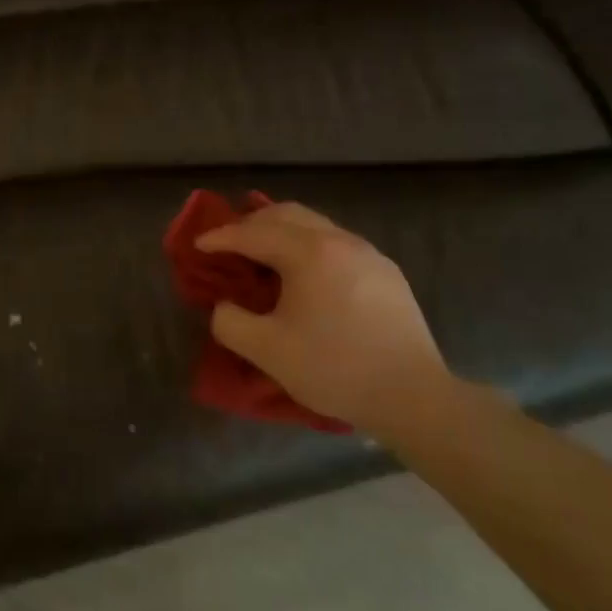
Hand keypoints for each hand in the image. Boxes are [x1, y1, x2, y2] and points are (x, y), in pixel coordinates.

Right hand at [196, 202, 452, 433]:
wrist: (413, 396)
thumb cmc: (334, 368)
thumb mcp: (266, 350)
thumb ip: (230, 322)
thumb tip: (225, 306)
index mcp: (309, 253)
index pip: (253, 234)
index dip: (221, 238)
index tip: (198, 245)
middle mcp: (340, 241)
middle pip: (287, 215)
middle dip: (252, 224)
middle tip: (229, 244)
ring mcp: (369, 254)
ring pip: (316, 226)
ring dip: (283, 233)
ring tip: (264, 255)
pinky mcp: (387, 274)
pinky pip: (338, 244)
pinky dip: (309, 247)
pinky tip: (306, 276)